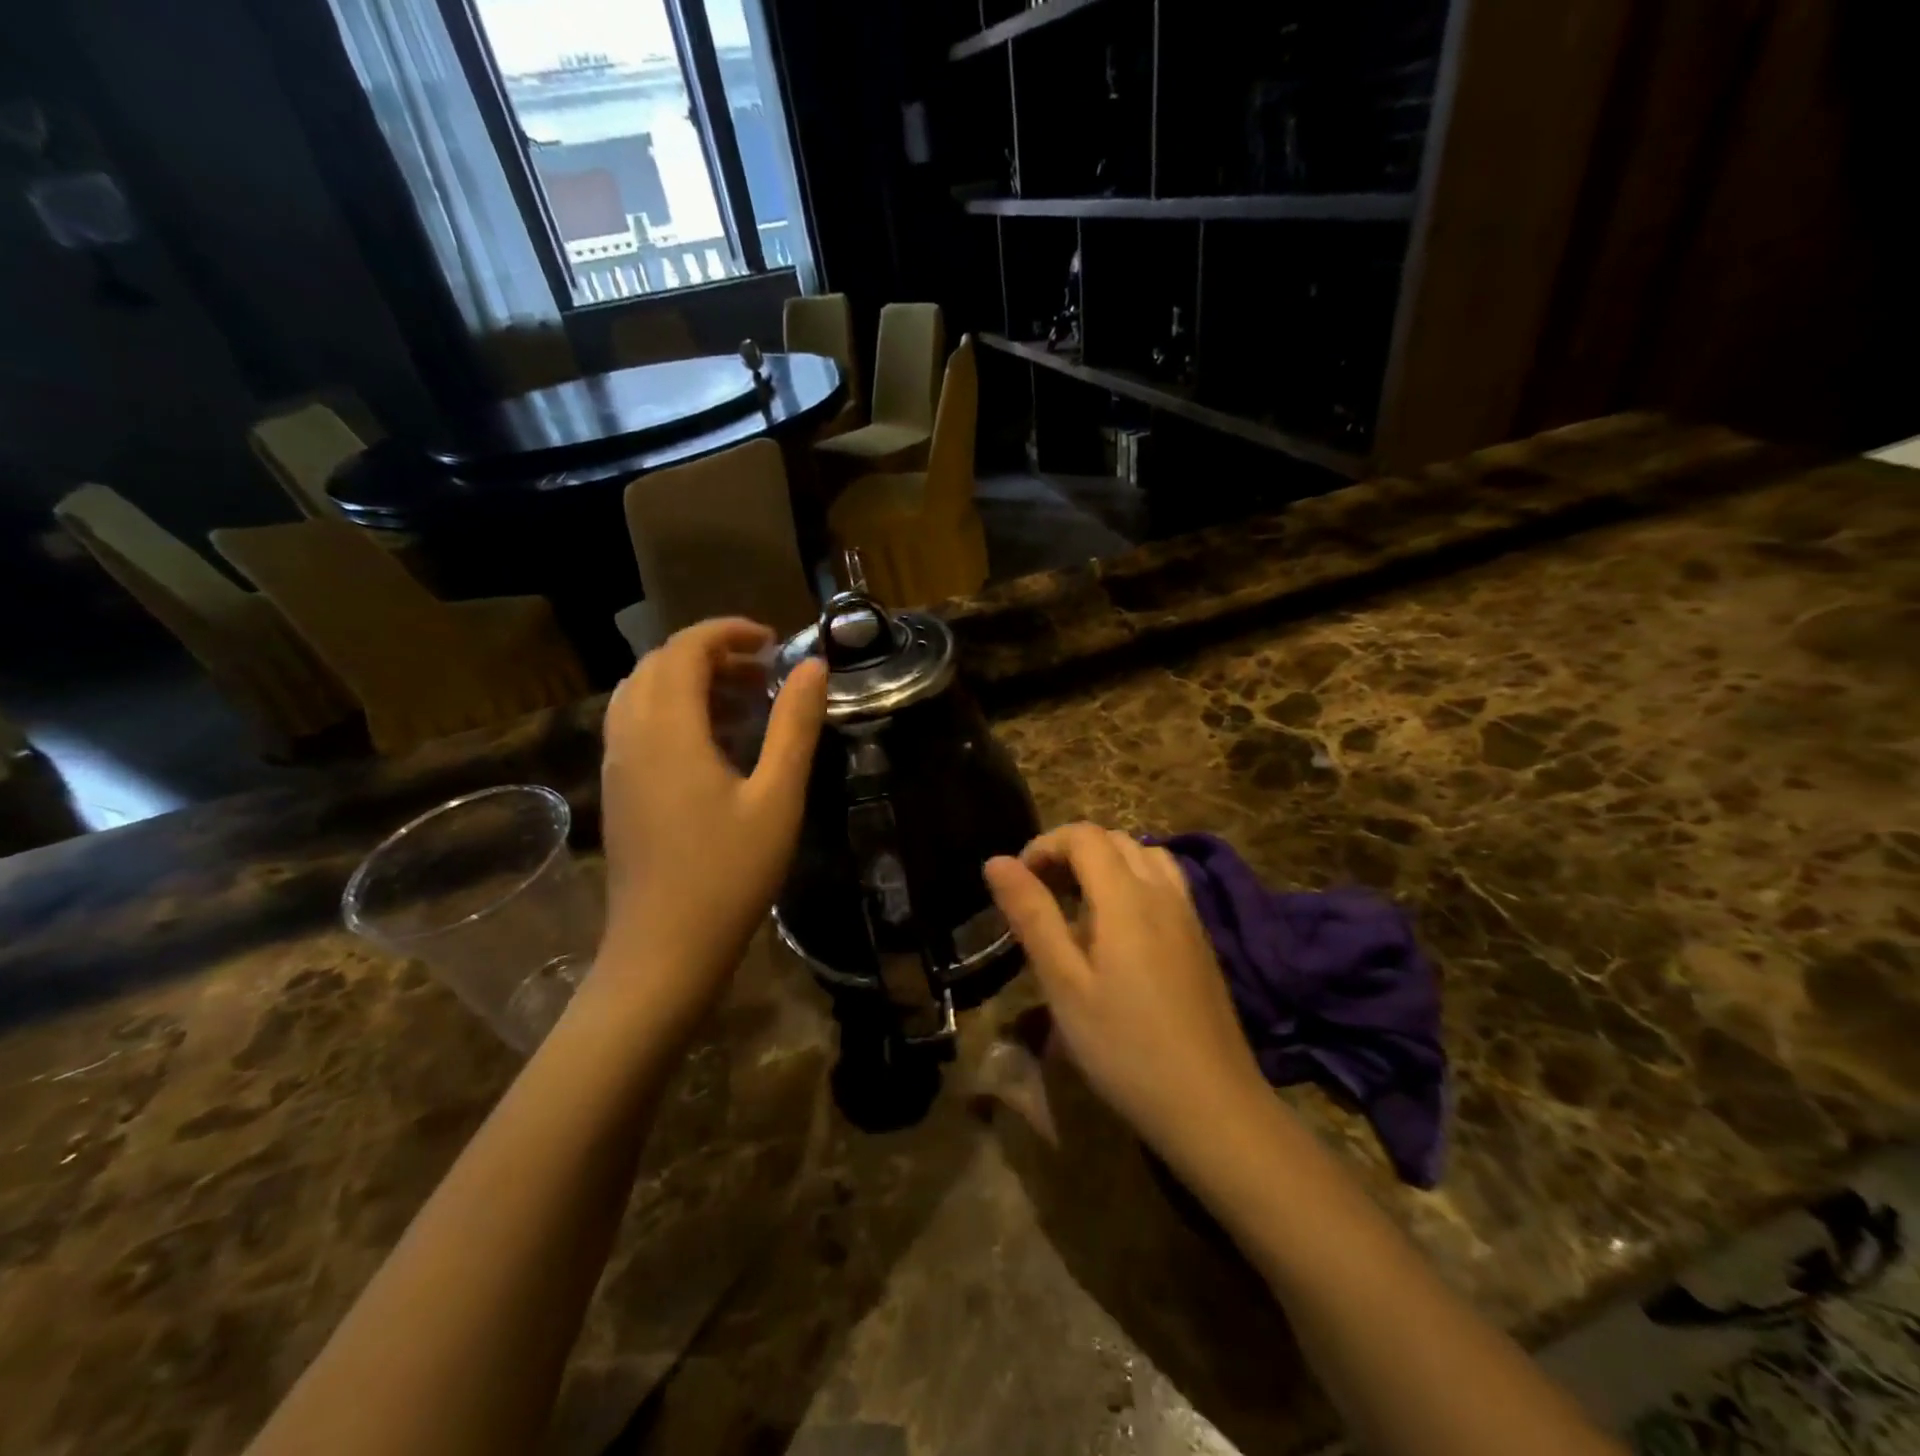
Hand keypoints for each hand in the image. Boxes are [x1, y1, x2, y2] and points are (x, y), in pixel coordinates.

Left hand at [597, 618, 826, 1044]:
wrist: (663, 951)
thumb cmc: (728, 874)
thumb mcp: (777, 797)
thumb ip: (794, 725)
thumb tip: (814, 667)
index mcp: (668, 730)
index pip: (685, 649)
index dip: (727, 632)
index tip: (773, 642)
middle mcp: (631, 736)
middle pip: (657, 664)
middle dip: (710, 654)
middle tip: (763, 674)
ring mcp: (616, 765)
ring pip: (640, 692)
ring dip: (687, 680)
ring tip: (740, 702)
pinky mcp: (616, 790)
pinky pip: (635, 723)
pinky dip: (670, 709)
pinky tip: (710, 743)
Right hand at [984, 824, 1270, 1173]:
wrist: (1212, 1105)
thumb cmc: (1124, 1047)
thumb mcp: (1064, 984)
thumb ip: (1032, 915)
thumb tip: (996, 861)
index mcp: (1126, 897)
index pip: (1083, 836)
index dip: (1044, 846)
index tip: (1019, 883)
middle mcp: (1162, 892)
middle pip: (1114, 840)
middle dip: (1071, 852)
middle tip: (1041, 894)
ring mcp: (1188, 914)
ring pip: (1145, 856)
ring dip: (1105, 864)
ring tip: (1078, 905)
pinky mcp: (1201, 939)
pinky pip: (1165, 883)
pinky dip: (1133, 882)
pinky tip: (1118, 931)